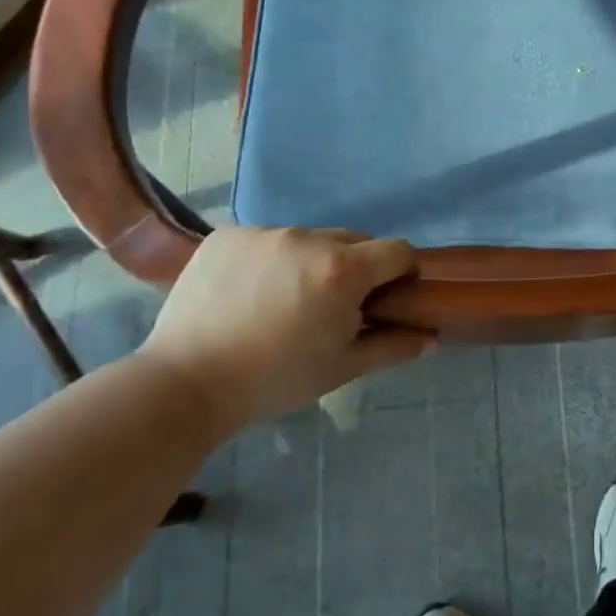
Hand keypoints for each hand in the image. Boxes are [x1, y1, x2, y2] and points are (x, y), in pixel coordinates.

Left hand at [139, 227, 431, 429]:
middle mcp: (308, 238)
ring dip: (312, 261)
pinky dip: (271, 259)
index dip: (402, 273)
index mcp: (343, 270)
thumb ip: (392, 346)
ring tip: (285, 300)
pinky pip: (268, 239)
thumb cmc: (274, 381)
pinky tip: (250, 292)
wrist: (185, 383)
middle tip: (334, 305)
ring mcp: (264, 232)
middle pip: (354, 241)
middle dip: (356, 267)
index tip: (387, 298)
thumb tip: (430, 336)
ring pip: (309, 239)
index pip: (398, 250)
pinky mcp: (227, 234)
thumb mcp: (341, 368)